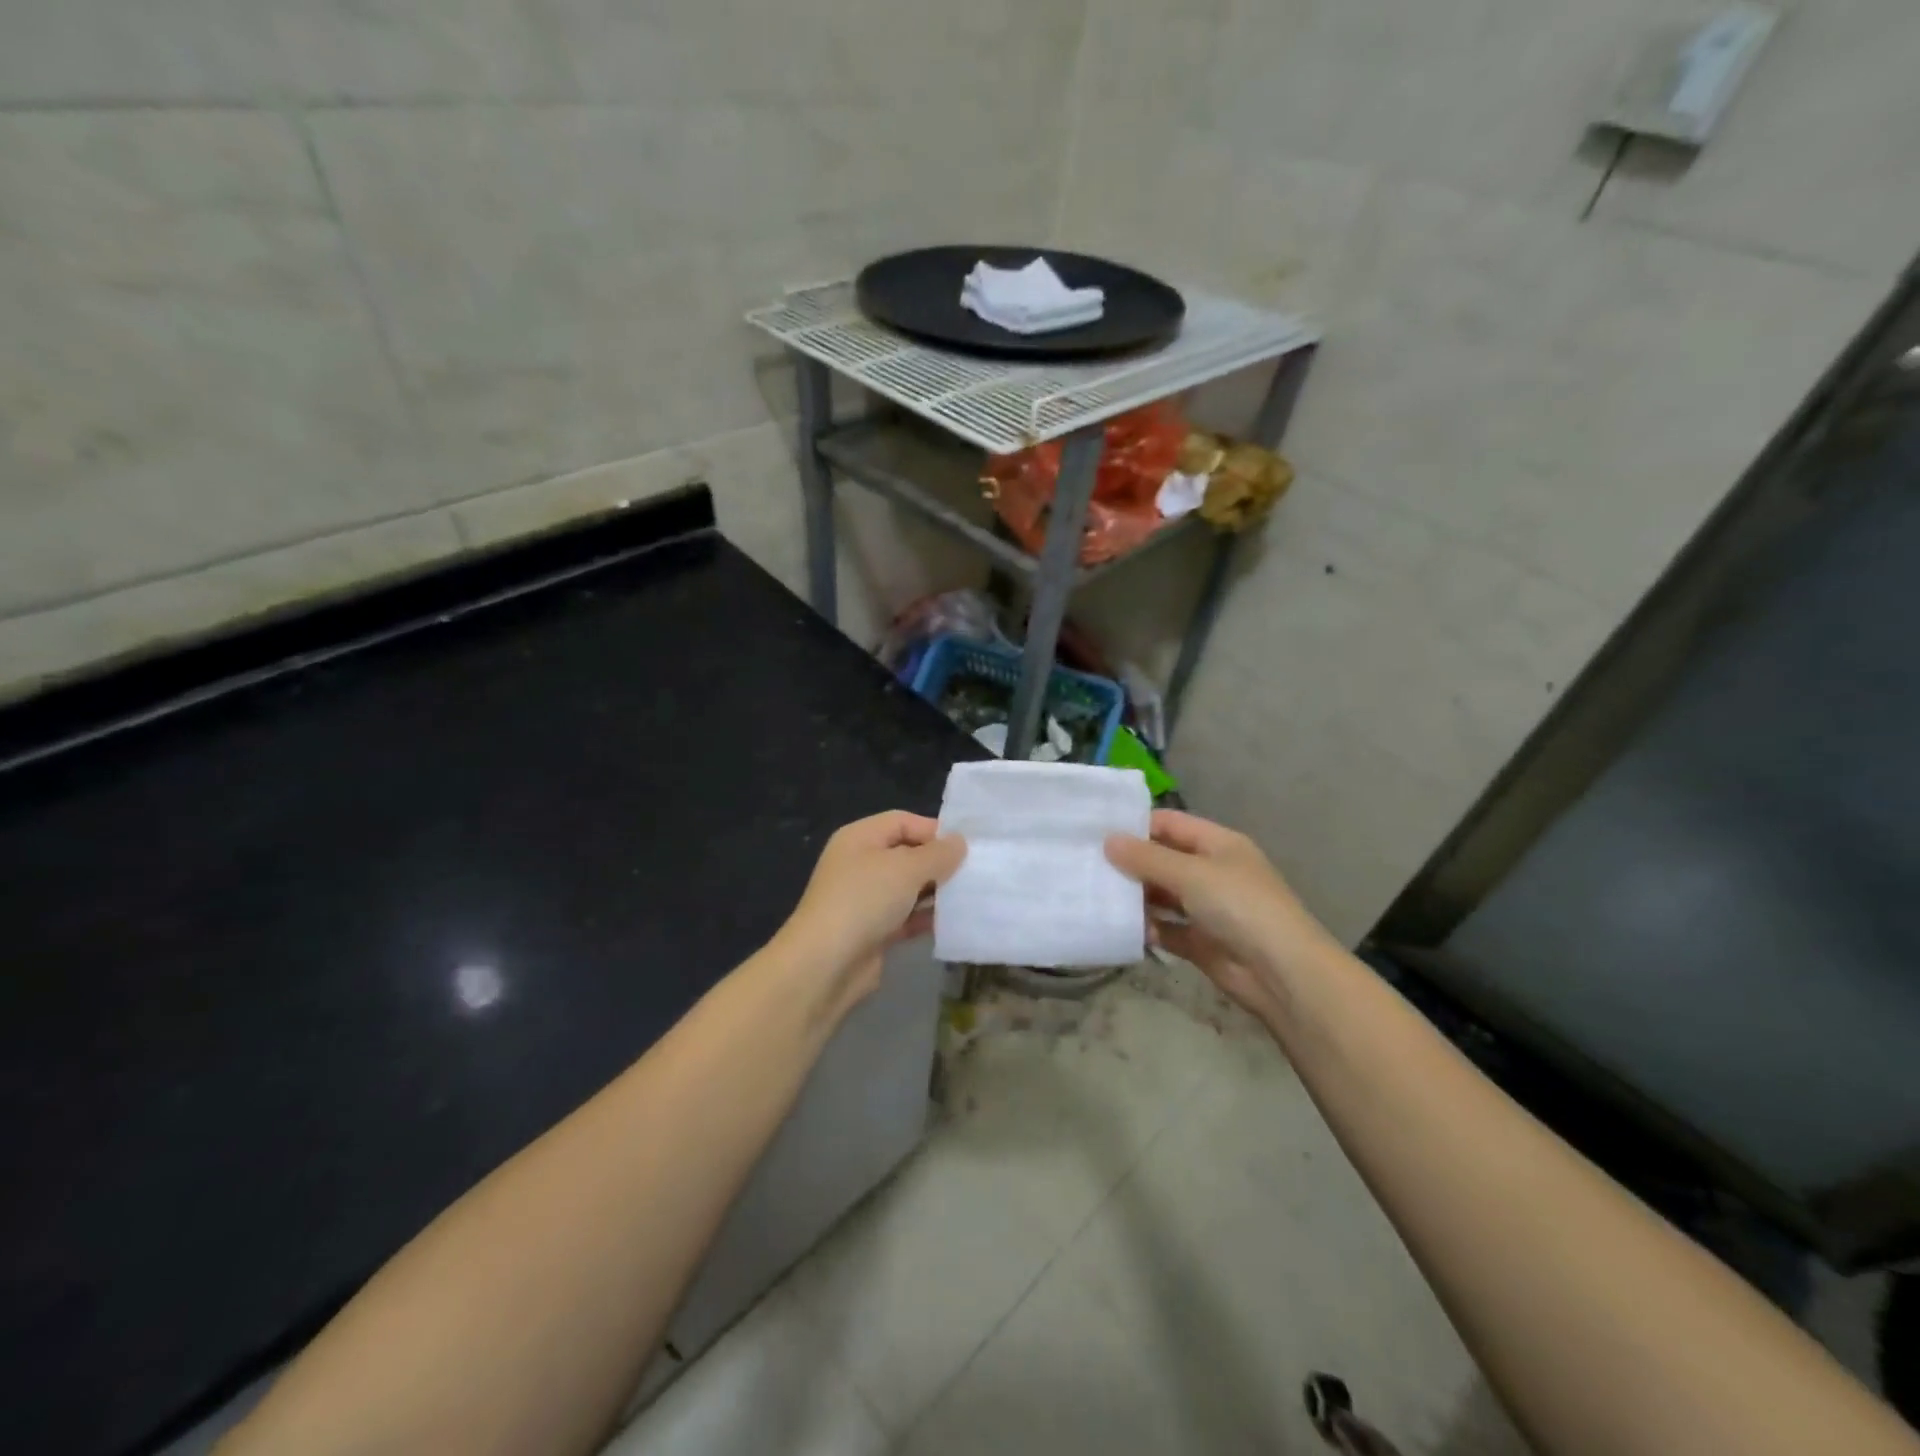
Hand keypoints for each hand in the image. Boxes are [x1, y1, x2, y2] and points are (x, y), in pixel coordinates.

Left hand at [777, 811, 966, 1009]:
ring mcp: (866, 899)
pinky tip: (954, 922)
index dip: (934, 830)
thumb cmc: (864, 900)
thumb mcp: (906, 868)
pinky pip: (907, 917)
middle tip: (975, 872)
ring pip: (909, 888)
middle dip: (938, 862)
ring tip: (971, 895)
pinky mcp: (873, 931)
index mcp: (860, 838)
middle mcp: (861, 864)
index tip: (967, 847)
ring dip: (936, 892)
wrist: (826, 964)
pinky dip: (927, 918)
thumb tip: (960, 843)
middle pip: (907, 854)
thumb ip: (937, 854)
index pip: (903, 822)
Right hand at [1104, 810, 1332, 1018]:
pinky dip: (1146, 928)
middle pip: (1163, 860)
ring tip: (1094, 894)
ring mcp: (1207, 908)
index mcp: (1218, 844)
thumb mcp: (1191, 874)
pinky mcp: (1200, 942)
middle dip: (1129, 863)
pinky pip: (1166, 929)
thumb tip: (1108, 841)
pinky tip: (1119, 927)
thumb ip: (1147, 858)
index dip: (1137, 825)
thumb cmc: (1240, 907)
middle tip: (1086, 864)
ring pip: (1162, 895)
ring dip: (1135, 896)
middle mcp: (1212, 872)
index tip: (1096, 831)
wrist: (1282, 973)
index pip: (1171, 824)